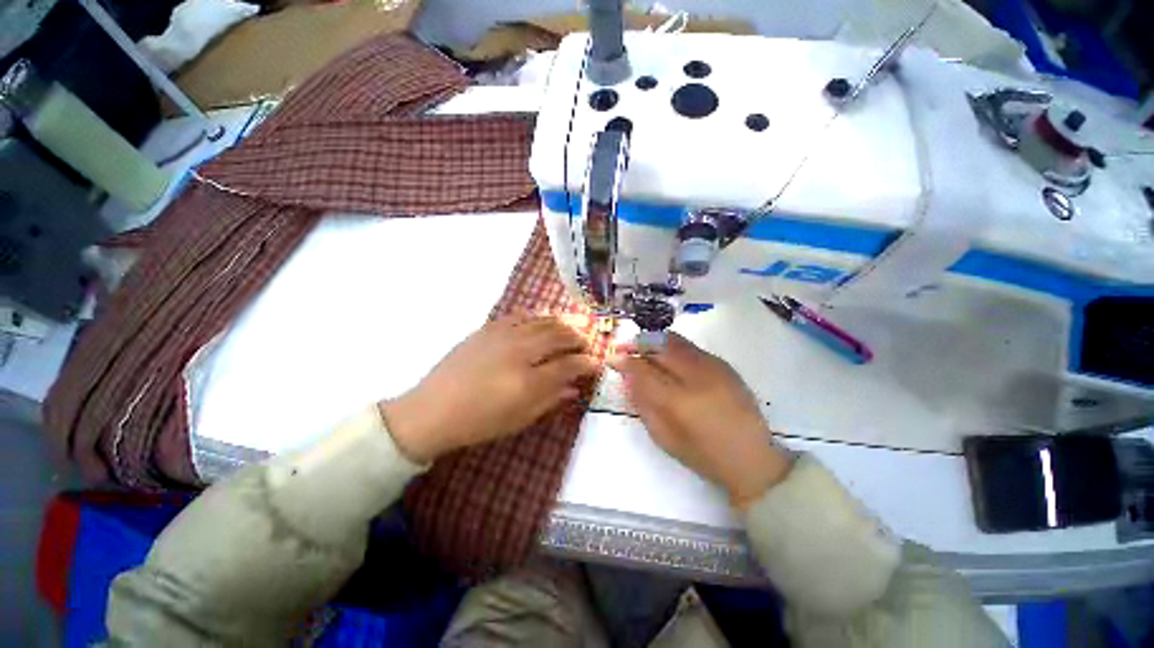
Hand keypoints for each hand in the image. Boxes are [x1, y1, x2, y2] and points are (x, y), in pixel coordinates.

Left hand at [380, 314, 599, 462]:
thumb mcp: (520, 419)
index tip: (596, 363)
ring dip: (562, 323)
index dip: (587, 363)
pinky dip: (537, 316)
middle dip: (578, 337)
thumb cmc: (479, 422)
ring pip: (542, 321)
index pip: (569, 365)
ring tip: (573, 327)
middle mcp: (520, 351)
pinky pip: (520, 316)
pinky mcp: (488, 328)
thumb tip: (574, 388)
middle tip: (587, 342)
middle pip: (559, 335)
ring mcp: (503, 335)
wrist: (433, 410)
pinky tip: (543, 320)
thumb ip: (551, 400)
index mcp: (529, 380)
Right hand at [608, 333, 792, 508]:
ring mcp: (713, 366)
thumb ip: (643, 404)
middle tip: (624, 348)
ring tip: (641, 348)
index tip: (612, 358)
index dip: (624, 361)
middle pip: (659, 345)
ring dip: (653, 340)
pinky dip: (671, 346)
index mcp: (678, 401)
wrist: (751, 457)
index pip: (643, 370)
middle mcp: (695, 376)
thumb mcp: (663, 437)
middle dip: (637, 343)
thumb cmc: (703, 455)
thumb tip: (628, 378)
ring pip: (674, 340)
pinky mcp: (723, 364)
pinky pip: (689, 346)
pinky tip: (666, 356)